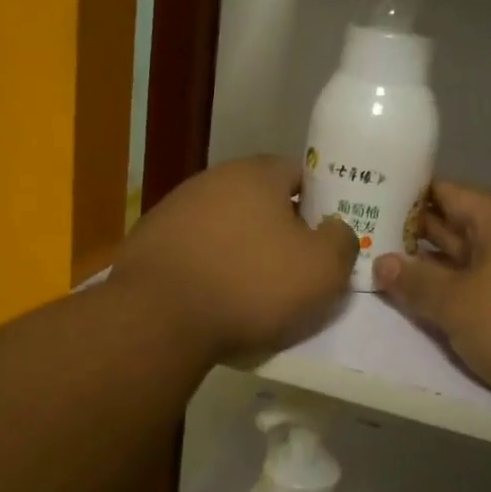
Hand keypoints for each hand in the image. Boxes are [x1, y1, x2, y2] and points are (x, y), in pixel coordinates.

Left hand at [114, 155, 357, 360]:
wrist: (159, 317)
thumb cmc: (251, 285)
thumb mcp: (321, 270)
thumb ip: (341, 242)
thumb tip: (337, 229)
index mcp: (257, 174)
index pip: (299, 174)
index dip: (317, 204)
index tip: (323, 238)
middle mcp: (212, 179)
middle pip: (258, 198)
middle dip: (277, 227)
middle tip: (292, 266)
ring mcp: (174, 208)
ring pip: (224, 224)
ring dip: (240, 247)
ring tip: (250, 287)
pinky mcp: (149, 240)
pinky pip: (194, 249)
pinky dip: (208, 266)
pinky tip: (212, 295)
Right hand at [374, 181, 490, 424]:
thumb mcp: (458, 304)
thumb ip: (417, 282)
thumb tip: (381, 261)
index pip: (447, 193)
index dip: (410, 194)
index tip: (374, 199)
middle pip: (460, 225)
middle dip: (419, 233)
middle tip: (371, 237)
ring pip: (477, 259)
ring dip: (440, 266)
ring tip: (395, 270)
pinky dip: (465, 291)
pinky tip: (443, 304)